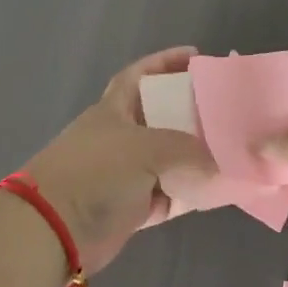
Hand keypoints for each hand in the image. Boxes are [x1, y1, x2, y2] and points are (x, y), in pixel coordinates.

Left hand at [22, 46, 216, 274]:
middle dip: (191, 111)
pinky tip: (219, 188)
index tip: (196, 55)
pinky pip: (171, 194)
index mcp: (114, 109)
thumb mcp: (145, 148)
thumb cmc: (96, 171)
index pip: (140, 74)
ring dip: (196, 156)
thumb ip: (188, 149)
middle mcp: (121, 137)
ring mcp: (126, 173)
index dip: (165, 61)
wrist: (54, 230)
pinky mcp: (133, 207)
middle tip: (226, 108)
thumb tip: (222, 159)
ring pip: (170, 158)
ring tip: (233, 147)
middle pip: (162, 117)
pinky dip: (191, 192)